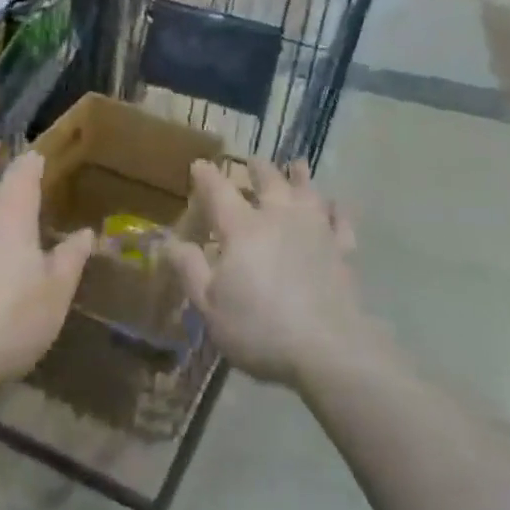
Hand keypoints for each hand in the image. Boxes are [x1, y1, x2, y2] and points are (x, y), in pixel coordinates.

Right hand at [166, 159, 372, 389]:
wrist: (327, 348)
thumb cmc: (259, 329)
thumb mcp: (209, 306)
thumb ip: (190, 269)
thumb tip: (168, 241)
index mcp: (242, 228)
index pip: (219, 190)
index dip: (207, 175)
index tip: (199, 164)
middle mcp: (279, 216)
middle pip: (268, 180)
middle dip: (257, 168)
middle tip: (252, 161)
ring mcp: (315, 229)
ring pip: (307, 191)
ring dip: (299, 176)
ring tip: (295, 165)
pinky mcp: (342, 248)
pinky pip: (340, 219)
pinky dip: (336, 209)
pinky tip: (334, 205)